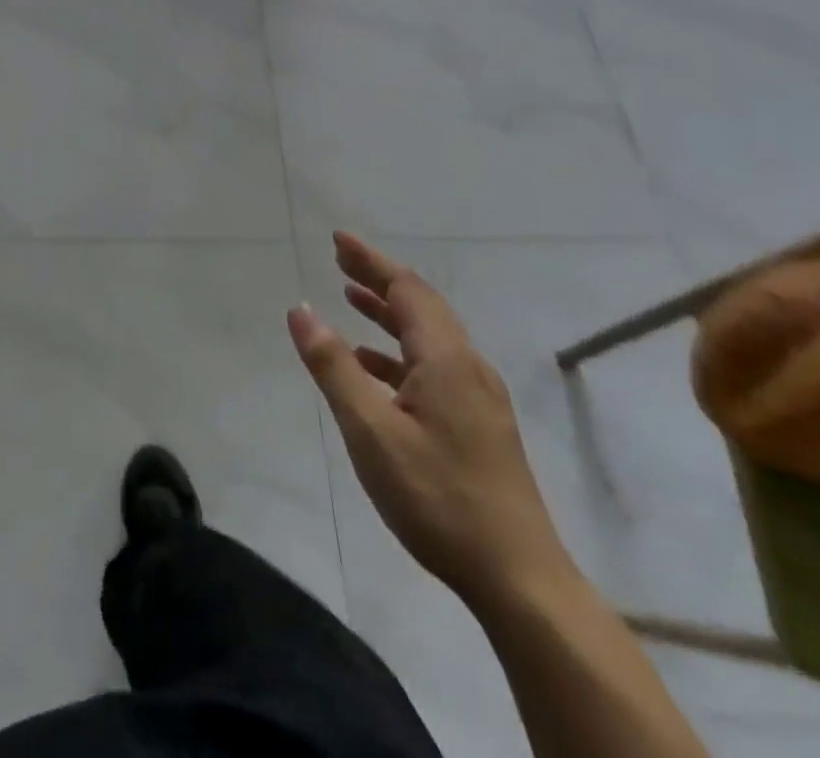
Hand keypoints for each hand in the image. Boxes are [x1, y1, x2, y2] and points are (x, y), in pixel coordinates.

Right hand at [288, 232, 570, 612]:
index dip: (371, 261)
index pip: (406, 289)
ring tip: (350, 299)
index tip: (337, 239)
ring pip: (428, 337)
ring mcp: (478, 398)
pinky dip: (398, 352)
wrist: (519, 579)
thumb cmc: (437, 497)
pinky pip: (433, 366)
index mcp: (446, 360)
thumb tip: (301, 309)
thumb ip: (334, 366)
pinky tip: (373, 367)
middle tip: (340, 261)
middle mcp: (467, 367)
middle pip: (420, 306)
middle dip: (379, 279)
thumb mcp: (370, 430)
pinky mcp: (479, 424)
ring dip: (388, 313)